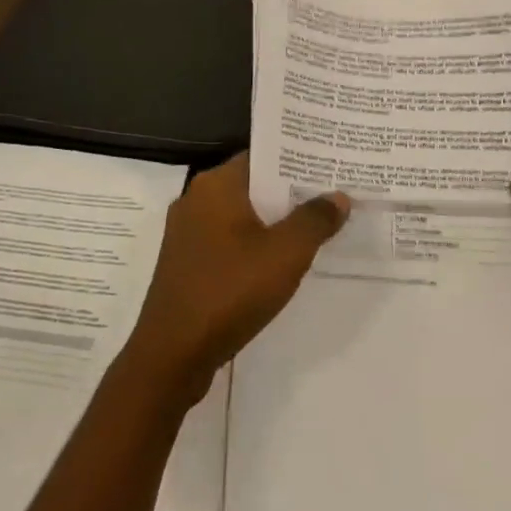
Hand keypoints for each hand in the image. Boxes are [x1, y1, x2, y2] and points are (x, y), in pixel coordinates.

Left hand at [121, 153, 350, 407]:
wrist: (172, 354)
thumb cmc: (230, 291)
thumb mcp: (285, 254)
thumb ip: (315, 220)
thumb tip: (338, 196)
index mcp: (216, 185)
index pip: (262, 156)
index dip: (297, 159)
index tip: (330, 164)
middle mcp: (196, 199)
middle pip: (252, 185)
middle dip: (290, 192)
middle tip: (333, 195)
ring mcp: (187, 233)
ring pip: (241, 215)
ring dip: (273, 221)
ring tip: (316, 226)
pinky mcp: (186, 263)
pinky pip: (228, 241)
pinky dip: (254, 244)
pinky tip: (280, 261)